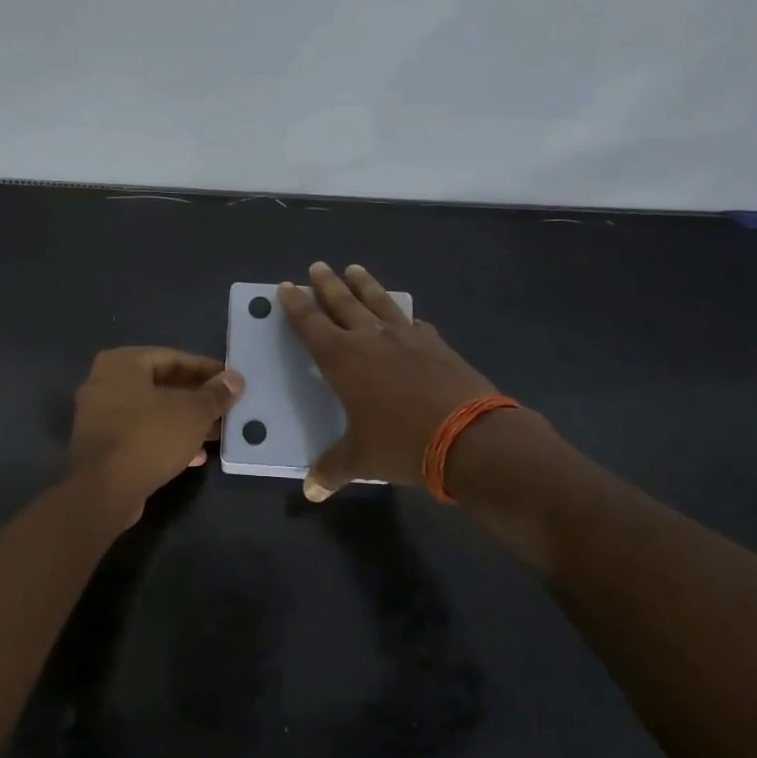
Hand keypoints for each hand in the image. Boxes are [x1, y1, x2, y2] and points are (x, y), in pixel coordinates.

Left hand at [69, 347, 244, 519]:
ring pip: (152, 413)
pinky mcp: (102, 447)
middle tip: (226, 409)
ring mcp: (99, 417)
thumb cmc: (149, 437)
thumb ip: (215, 394)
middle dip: (196, 399)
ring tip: (216, 433)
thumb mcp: (192, 413)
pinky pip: (140, 435)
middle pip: (161, 385)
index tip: (230, 382)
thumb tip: (235, 379)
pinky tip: (195, 456)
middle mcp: (104, 383)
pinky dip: (166, 440)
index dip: (206, 370)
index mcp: (121, 364)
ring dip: (184, 422)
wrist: (104, 491)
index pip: (172, 357)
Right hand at [278, 263, 505, 501]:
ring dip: (365, 285)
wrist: (470, 436)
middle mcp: (372, 338)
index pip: (311, 324)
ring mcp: (408, 337)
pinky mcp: (438, 345)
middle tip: (318, 266)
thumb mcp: (360, 459)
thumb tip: (310, 491)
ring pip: (380, 302)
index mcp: (343, 359)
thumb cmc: (401, 444)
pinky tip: (408, 318)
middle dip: (327, 284)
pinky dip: (404, 317)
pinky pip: (414, 323)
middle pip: (343, 302)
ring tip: (355, 269)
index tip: (287, 287)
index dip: (296, 305)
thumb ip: (332, 469)